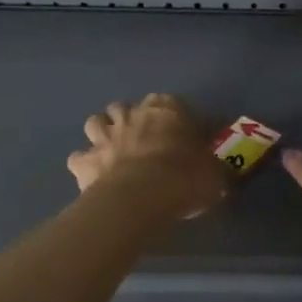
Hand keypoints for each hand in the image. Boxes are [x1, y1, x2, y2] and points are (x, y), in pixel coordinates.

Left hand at [68, 94, 227, 218]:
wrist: (141, 198)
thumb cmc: (184, 179)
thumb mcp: (214, 175)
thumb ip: (215, 169)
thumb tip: (223, 173)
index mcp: (166, 111)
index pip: (169, 102)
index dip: (172, 116)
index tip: (179, 132)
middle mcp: (132, 115)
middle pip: (125, 107)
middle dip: (129, 119)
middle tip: (141, 140)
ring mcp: (104, 136)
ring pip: (95, 122)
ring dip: (102, 133)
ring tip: (112, 150)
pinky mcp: (85, 161)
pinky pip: (78, 158)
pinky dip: (84, 164)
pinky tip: (93, 176)